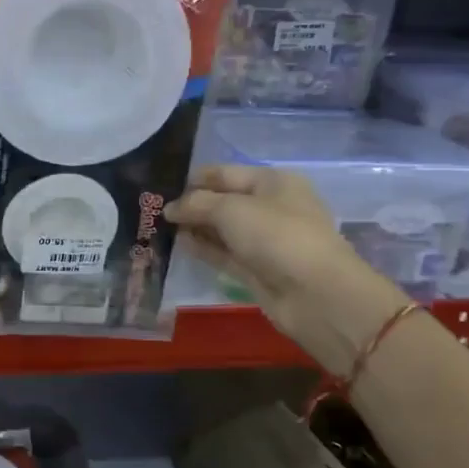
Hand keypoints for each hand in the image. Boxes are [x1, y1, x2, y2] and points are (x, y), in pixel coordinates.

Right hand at [167, 165, 409, 369]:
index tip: (161, 186)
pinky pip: (224, 253)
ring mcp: (264, 241)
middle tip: (153, 208)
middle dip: (192, 204)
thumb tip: (170, 208)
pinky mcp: (257, 269)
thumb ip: (196, 204)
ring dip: (194, 227)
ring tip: (158, 227)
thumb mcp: (232, 209)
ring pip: (221, 229)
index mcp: (273, 182)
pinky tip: (177, 245)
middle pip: (223, 201)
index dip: (194, 178)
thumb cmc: (277, 236)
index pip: (226, 173)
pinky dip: (203, 249)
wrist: (315, 294)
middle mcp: (270, 207)